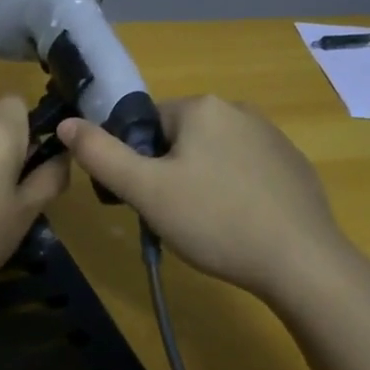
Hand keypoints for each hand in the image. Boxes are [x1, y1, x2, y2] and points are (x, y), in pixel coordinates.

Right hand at [56, 96, 351, 302]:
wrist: (302, 262)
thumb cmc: (216, 221)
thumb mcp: (146, 191)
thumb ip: (101, 155)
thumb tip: (66, 123)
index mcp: (201, 107)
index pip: (146, 124)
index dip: (138, 163)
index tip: (146, 199)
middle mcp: (238, 109)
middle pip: (179, 139)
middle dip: (169, 173)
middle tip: (174, 217)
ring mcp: (272, 136)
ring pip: (212, 156)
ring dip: (200, 183)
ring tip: (208, 227)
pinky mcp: (293, 165)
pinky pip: (245, 171)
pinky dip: (234, 192)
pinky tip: (240, 226)